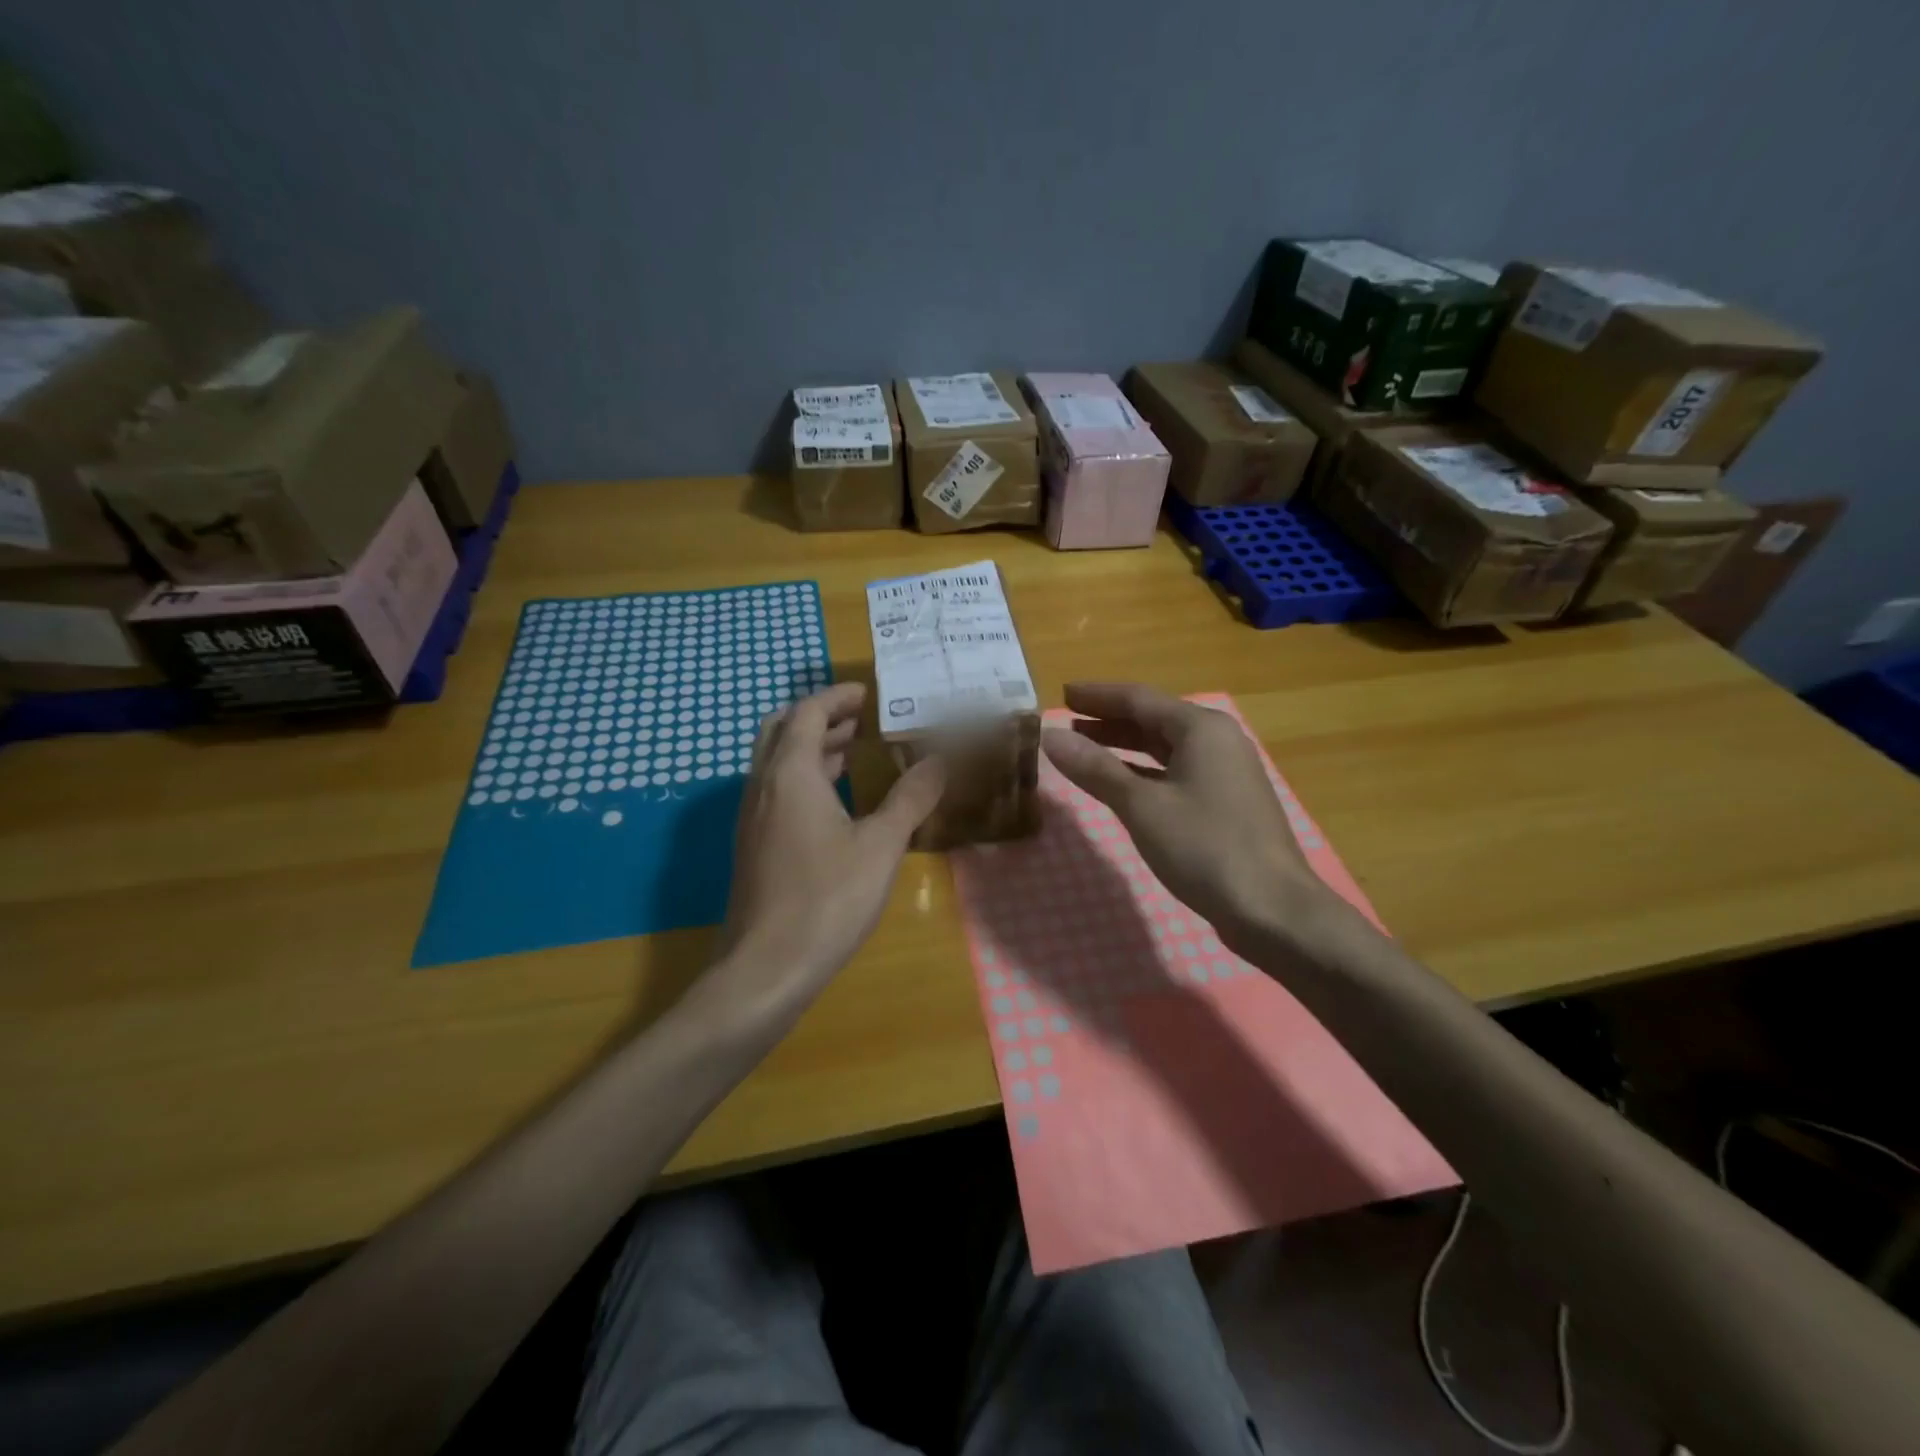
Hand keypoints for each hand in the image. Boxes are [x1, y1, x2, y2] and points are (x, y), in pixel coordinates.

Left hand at [696, 683, 944, 1026]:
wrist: (766, 968)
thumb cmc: (827, 898)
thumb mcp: (881, 846)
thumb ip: (911, 798)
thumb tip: (941, 760)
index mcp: (791, 774)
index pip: (808, 713)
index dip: (837, 697)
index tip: (868, 694)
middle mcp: (763, 787)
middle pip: (782, 730)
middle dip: (820, 718)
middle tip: (860, 720)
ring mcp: (753, 818)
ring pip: (777, 763)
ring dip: (811, 749)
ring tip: (854, 753)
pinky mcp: (753, 847)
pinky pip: (776, 791)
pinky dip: (804, 779)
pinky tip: (836, 805)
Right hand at [1040, 683, 1330, 947]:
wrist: (1273, 909)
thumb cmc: (1205, 847)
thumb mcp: (1142, 806)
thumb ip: (1095, 768)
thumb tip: (1050, 736)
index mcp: (1201, 728)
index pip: (1139, 698)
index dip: (1098, 696)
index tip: (1062, 694)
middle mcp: (1217, 740)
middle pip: (1154, 719)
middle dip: (1108, 720)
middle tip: (1067, 723)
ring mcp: (1225, 773)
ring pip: (1165, 747)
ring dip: (1124, 746)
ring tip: (1084, 749)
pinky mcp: (1225, 803)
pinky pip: (1175, 772)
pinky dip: (1143, 772)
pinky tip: (1120, 784)